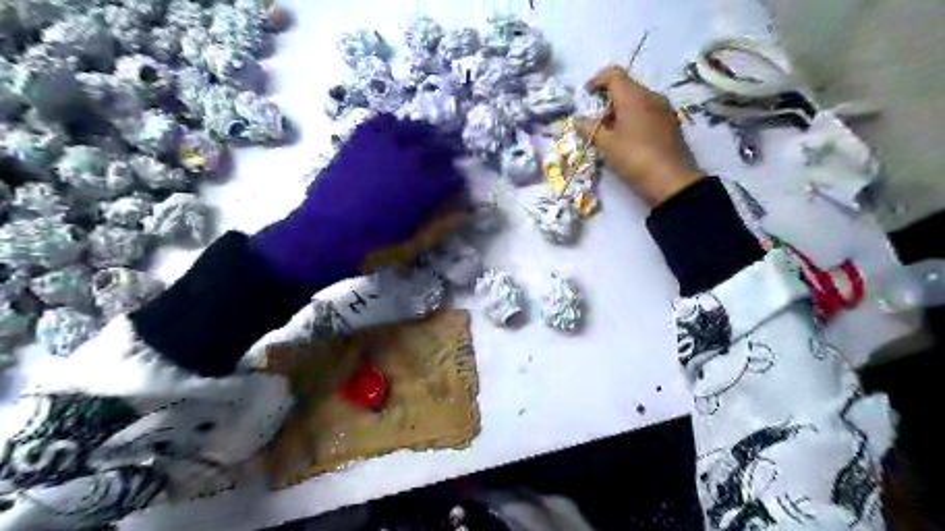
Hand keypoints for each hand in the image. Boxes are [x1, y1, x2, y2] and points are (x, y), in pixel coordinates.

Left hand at [253, 111, 466, 292]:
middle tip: (447, 165)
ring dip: (426, 136)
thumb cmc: (373, 246)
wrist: (323, 237)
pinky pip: (383, 121)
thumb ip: (442, 220)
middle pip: (441, 147)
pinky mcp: (360, 139)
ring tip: (425, 145)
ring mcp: (384, 144)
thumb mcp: (415, 241)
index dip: (461, 183)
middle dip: (449, 156)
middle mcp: (410, 158)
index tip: (460, 189)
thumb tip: (463, 207)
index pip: (456, 176)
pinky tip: (395, 136)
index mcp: (426, 186)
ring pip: (416, 128)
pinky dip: (395, 126)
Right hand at [571, 67, 704, 206]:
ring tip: (610, 133)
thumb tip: (580, 120)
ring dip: (620, 111)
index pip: (614, 74)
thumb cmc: (635, 158)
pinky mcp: (670, 124)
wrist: (672, 181)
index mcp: (634, 96)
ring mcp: (664, 110)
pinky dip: (633, 119)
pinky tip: (628, 139)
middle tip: (596, 121)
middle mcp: (651, 96)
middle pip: (626, 87)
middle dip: (607, 100)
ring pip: (637, 101)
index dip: (597, 80)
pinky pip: (647, 112)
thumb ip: (591, 129)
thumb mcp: (607, 145)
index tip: (586, 95)